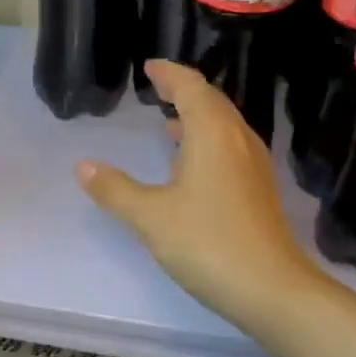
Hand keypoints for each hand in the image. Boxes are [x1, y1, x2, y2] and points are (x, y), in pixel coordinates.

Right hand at [77, 60, 322, 330]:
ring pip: (224, 126)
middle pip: (212, 102)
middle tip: (158, 87)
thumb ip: (115, 189)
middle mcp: (237, 140)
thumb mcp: (150, 216)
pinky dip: (207, 140)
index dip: (170, 73)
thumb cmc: (208, 243)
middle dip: (184, 90)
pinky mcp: (258, 190)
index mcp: (212, 134)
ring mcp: (253, 165)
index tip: (150, 67)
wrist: (272, 289)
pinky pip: (230, 147)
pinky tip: (191, 164)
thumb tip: (83, 166)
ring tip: (170, 120)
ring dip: (198, 116)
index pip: (192, 87)